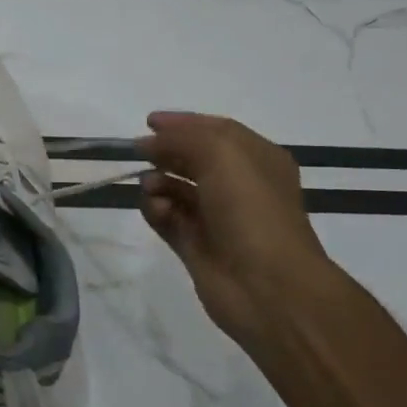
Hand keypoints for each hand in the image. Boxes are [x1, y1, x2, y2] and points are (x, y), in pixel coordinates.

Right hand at [137, 112, 335, 348]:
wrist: (266, 285)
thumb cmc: (251, 210)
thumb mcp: (221, 154)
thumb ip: (183, 138)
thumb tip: (150, 142)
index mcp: (257, 160)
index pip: (217, 131)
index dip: (184, 124)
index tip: (149, 121)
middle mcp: (239, 187)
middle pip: (194, 159)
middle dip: (167, 153)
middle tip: (139, 152)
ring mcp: (216, 218)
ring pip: (176, 190)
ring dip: (158, 183)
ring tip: (149, 186)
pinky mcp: (196, 246)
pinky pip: (167, 220)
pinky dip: (156, 211)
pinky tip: (157, 210)